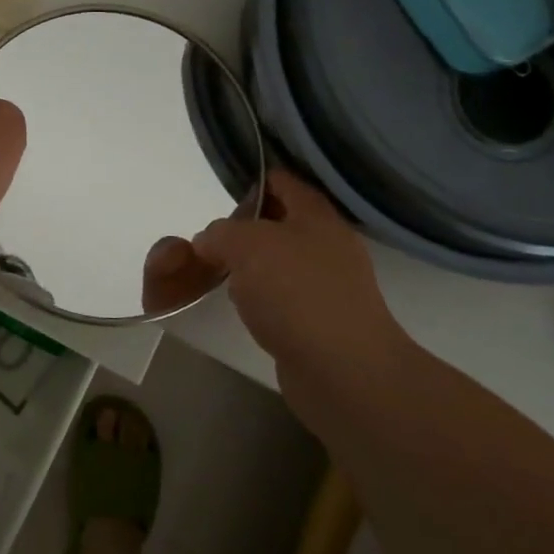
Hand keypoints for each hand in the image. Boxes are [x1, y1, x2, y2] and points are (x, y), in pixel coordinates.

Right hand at [191, 171, 407, 405]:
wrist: (343, 371)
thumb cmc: (296, 293)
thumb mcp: (246, 245)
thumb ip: (220, 233)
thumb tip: (210, 242)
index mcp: (317, 216)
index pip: (282, 181)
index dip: (251, 181)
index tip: (219, 196)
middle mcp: (327, 245)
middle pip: (278, 223)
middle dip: (243, 230)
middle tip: (213, 242)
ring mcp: (327, 286)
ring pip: (278, 263)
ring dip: (249, 267)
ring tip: (220, 276)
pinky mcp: (319, 322)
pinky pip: (282, 298)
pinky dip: (260, 300)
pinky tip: (243, 309)